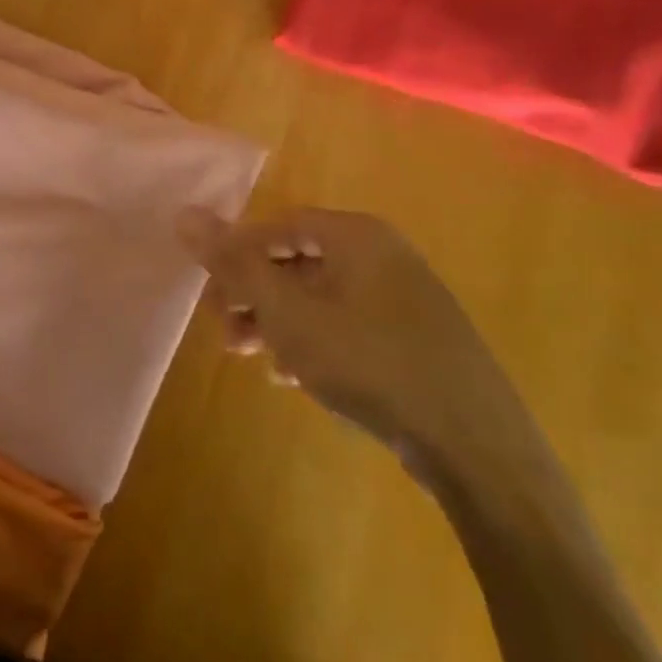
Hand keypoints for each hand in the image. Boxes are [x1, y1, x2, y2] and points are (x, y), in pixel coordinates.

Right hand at [182, 206, 523, 481]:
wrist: (476, 448)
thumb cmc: (369, 362)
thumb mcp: (288, 312)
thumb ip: (234, 263)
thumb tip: (186, 213)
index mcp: (356, 235)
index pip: (279, 226)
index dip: (238, 254)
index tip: (211, 292)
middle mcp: (383, 255)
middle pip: (299, 262)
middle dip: (255, 295)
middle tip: (225, 330)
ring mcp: (406, 299)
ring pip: (323, 298)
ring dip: (280, 323)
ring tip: (254, 358)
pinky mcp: (418, 340)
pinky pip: (350, 326)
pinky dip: (316, 343)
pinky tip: (297, 377)